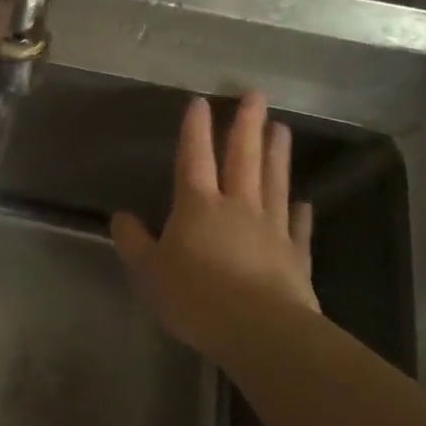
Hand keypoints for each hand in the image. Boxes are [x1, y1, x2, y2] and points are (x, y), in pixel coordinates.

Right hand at [112, 92, 315, 343]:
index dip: (195, 129)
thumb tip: (122, 217)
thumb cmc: (194, 296)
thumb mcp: (148, 270)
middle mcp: (237, 206)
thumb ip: (134, 241)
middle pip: (242, 158)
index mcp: (197, 205)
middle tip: (257, 95)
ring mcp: (270, 228)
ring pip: (273, 182)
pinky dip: (299, 211)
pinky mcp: (296, 255)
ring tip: (283, 128)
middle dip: (247, 125)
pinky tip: (303, 201)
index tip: (200, 101)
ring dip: (277, 154)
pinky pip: (298, 227)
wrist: (259, 330)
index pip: (193, 158)